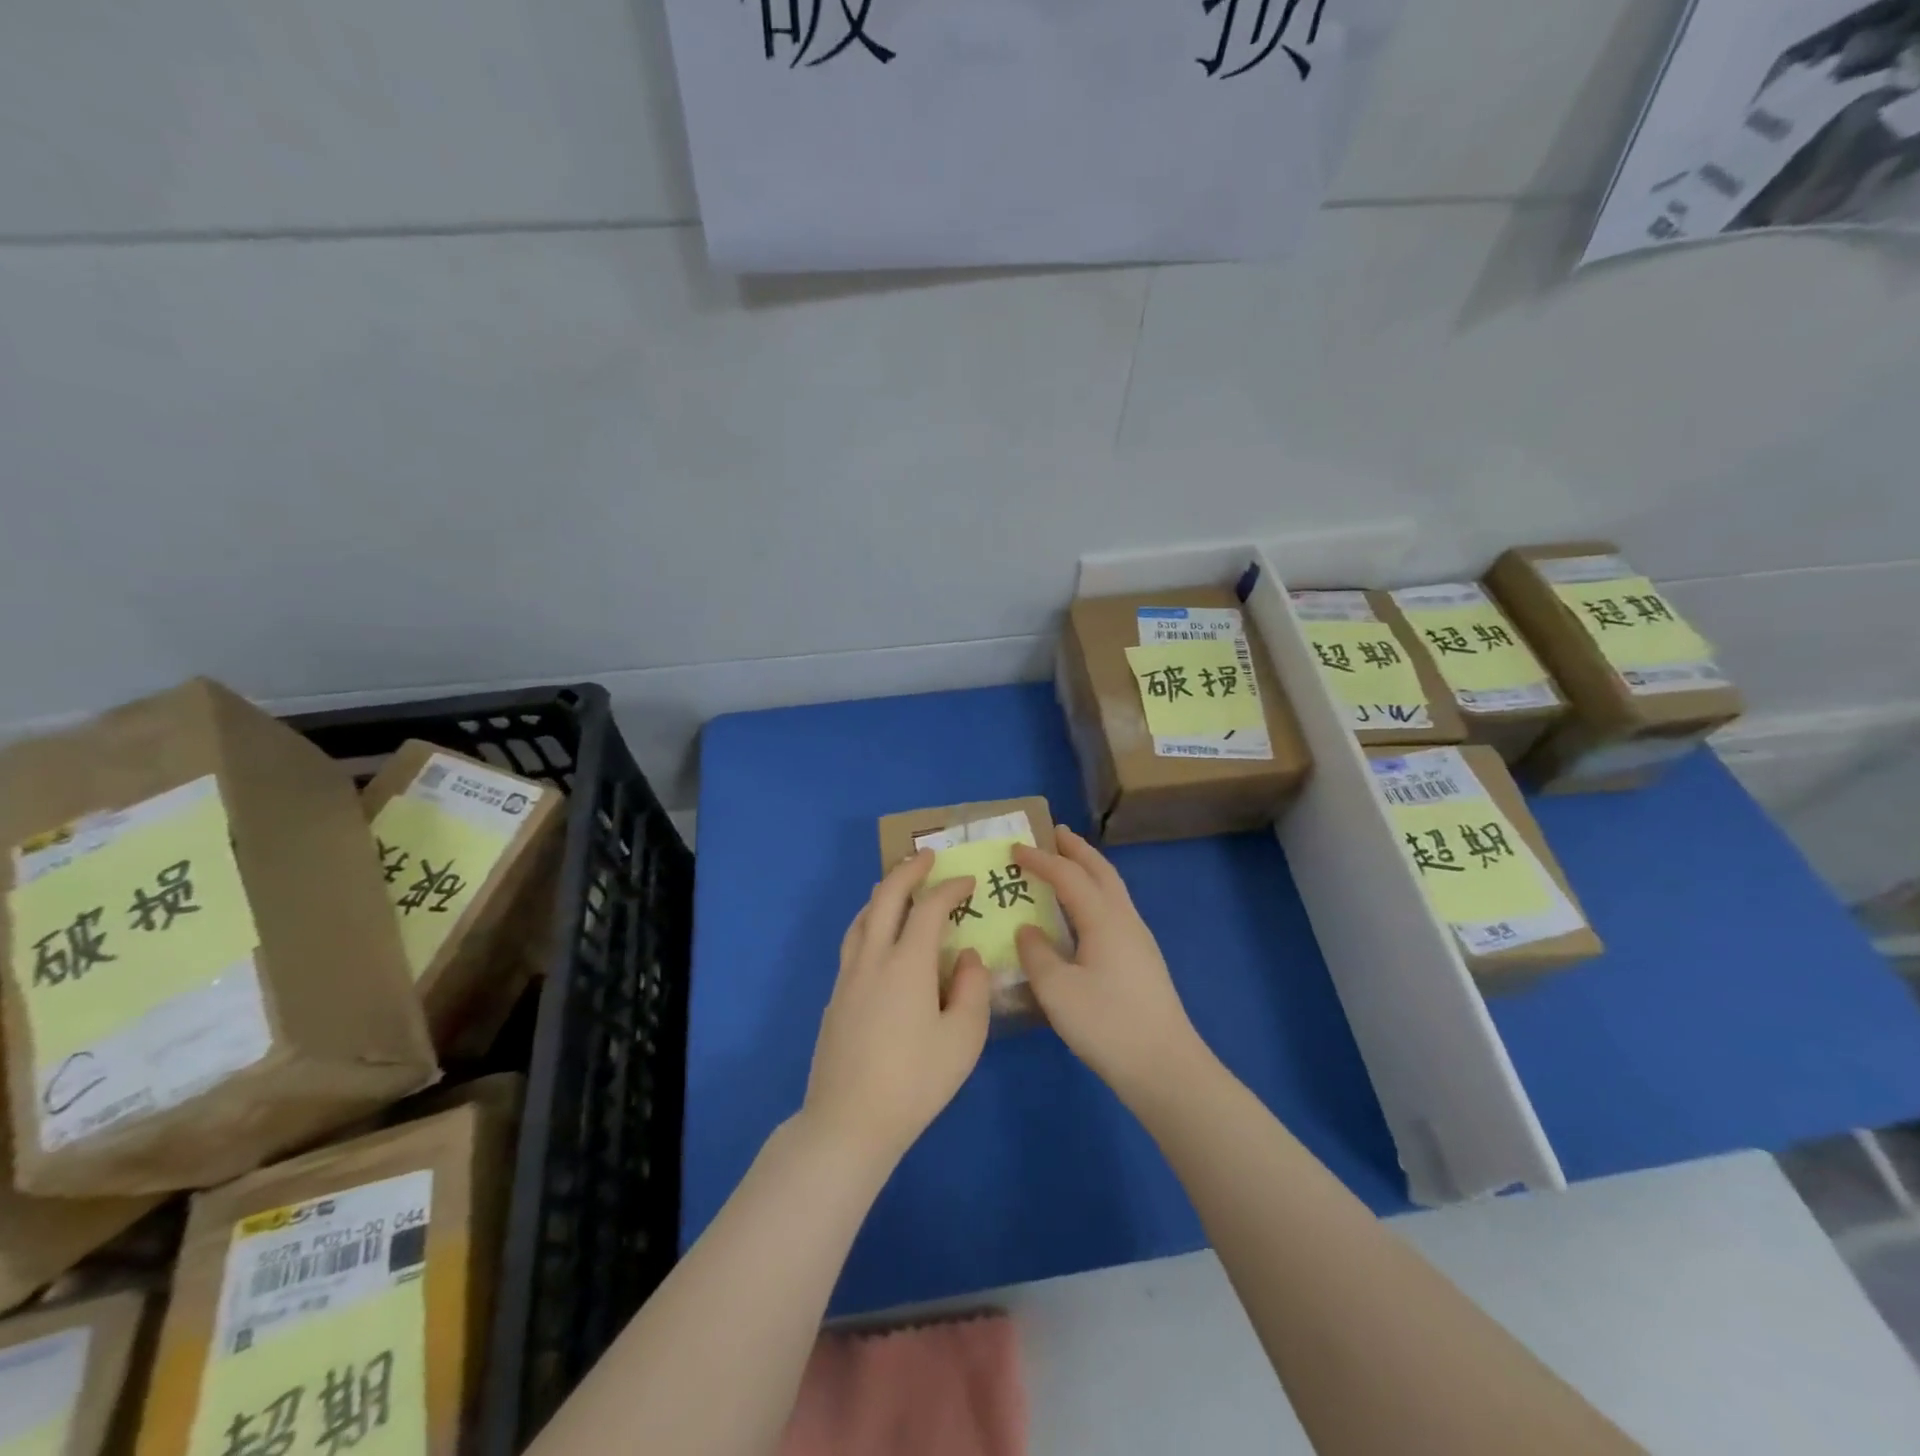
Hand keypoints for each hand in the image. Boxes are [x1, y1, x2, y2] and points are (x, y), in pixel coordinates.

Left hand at [802, 852, 992, 1168]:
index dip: (950, 888)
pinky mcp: (835, 997)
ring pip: (862, 917)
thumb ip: (972, 988)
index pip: (928, 907)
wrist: (849, 1121)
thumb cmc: (915, 1081)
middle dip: (907, 871)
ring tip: (898, 887)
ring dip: (883, 893)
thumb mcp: (963, 1038)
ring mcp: (848, 976)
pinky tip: (878, 936)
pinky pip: (853, 940)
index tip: (969, 882)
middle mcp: (872, 958)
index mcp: (907, 963)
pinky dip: (869, 920)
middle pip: (886, 898)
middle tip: (927, 857)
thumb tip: (966, 954)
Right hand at [1014, 827, 1208, 1105]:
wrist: (1165, 1067)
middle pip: (1101, 871)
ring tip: (1068, 864)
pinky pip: (1115, 909)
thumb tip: (1028, 930)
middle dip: (1077, 849)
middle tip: (1055, 833)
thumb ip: (1036, 953)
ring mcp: (1139, 939)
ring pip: (1112, 889)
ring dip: (1090, 869)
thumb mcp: (1057, 990)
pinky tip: (1084, 913)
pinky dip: (1095, 893)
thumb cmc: (1107, 1024)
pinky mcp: (1142, 960)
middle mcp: (1125, 919)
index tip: (1015, 848)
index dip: (1040, 859)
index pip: (1068, 875)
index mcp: (1103, 919)